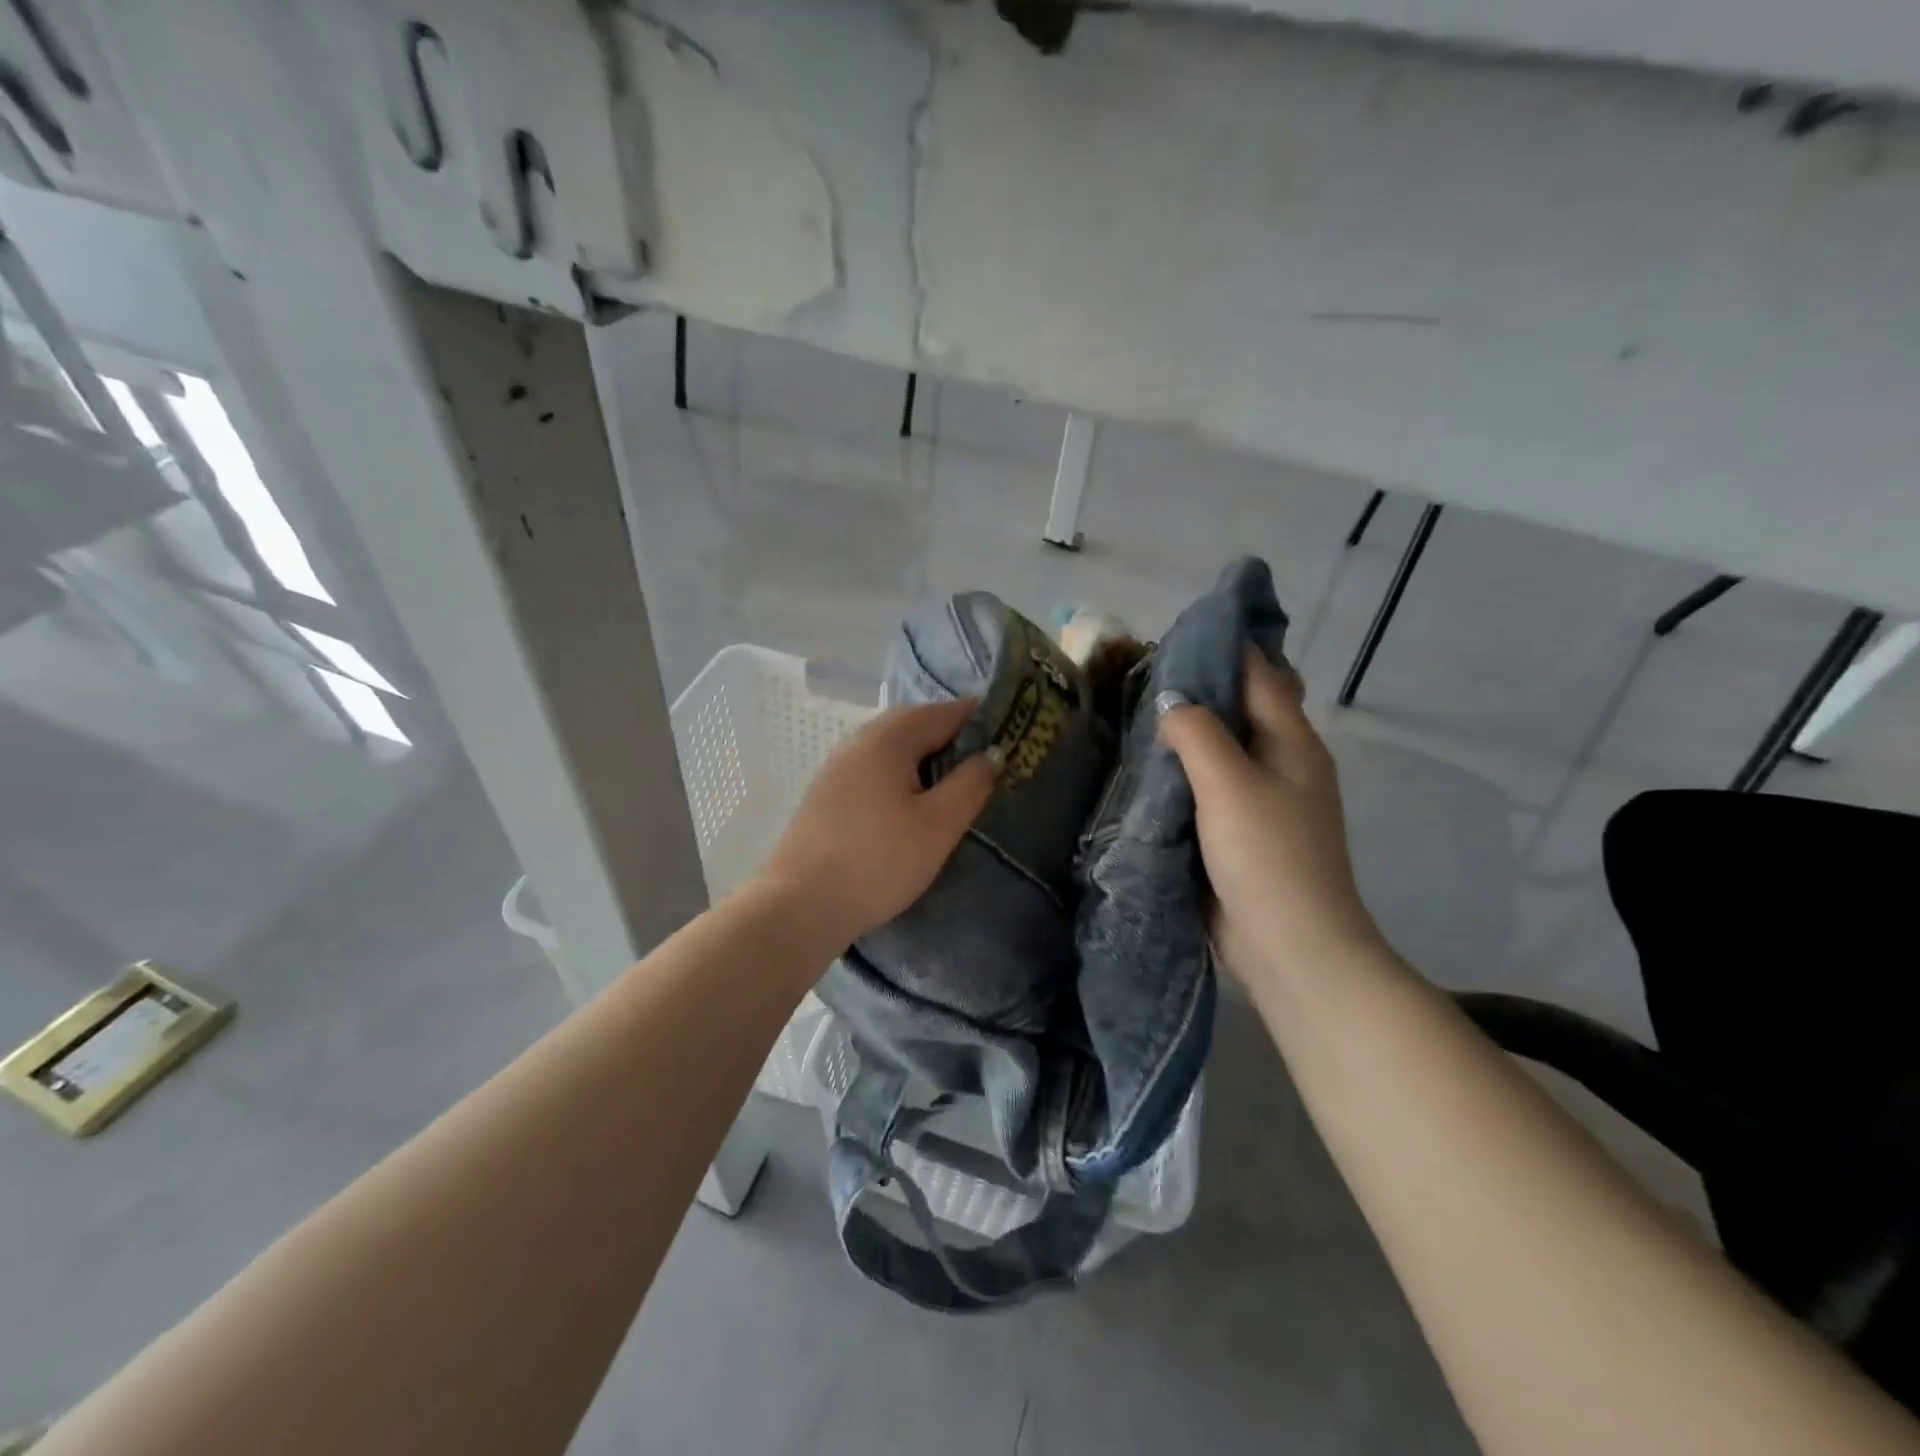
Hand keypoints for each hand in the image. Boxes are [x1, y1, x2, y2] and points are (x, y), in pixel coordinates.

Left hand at [756, 698, 1000, 948]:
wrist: (800, 905)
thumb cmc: (878, 861)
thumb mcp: (938, 825)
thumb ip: (970, 783)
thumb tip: (993, 753)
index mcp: (889, 739)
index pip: (944, 712)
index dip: (980, 719)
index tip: (1010, 734)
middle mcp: (859, 740)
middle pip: (914, 723)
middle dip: (951, 734)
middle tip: (983, 761)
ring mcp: (837, 765)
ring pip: (891, 745)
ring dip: (924, 754)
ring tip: (951, 782)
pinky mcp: (827, 792)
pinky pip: (873, 766)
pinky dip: (899, 771)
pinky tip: (909, 801)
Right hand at [1156, 650, 1382, 988]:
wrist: (1290, 948)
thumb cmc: (1266, 857)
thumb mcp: (1229, 785)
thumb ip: (1197, 733)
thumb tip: (1170, 699)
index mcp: (1292, 742)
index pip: (1260, 674)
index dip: (1226, 646)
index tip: (1180, 629)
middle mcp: (1282, 762)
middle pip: (1241, 708)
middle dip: (1202, 686)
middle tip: (1146, 671)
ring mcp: (1262, 799)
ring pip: (1222, 748)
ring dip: (1189, 730)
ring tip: (1138, 710)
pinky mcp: (1240, 831)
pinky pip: (1209, 785)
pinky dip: (1184, 769)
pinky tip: (1150, 764)